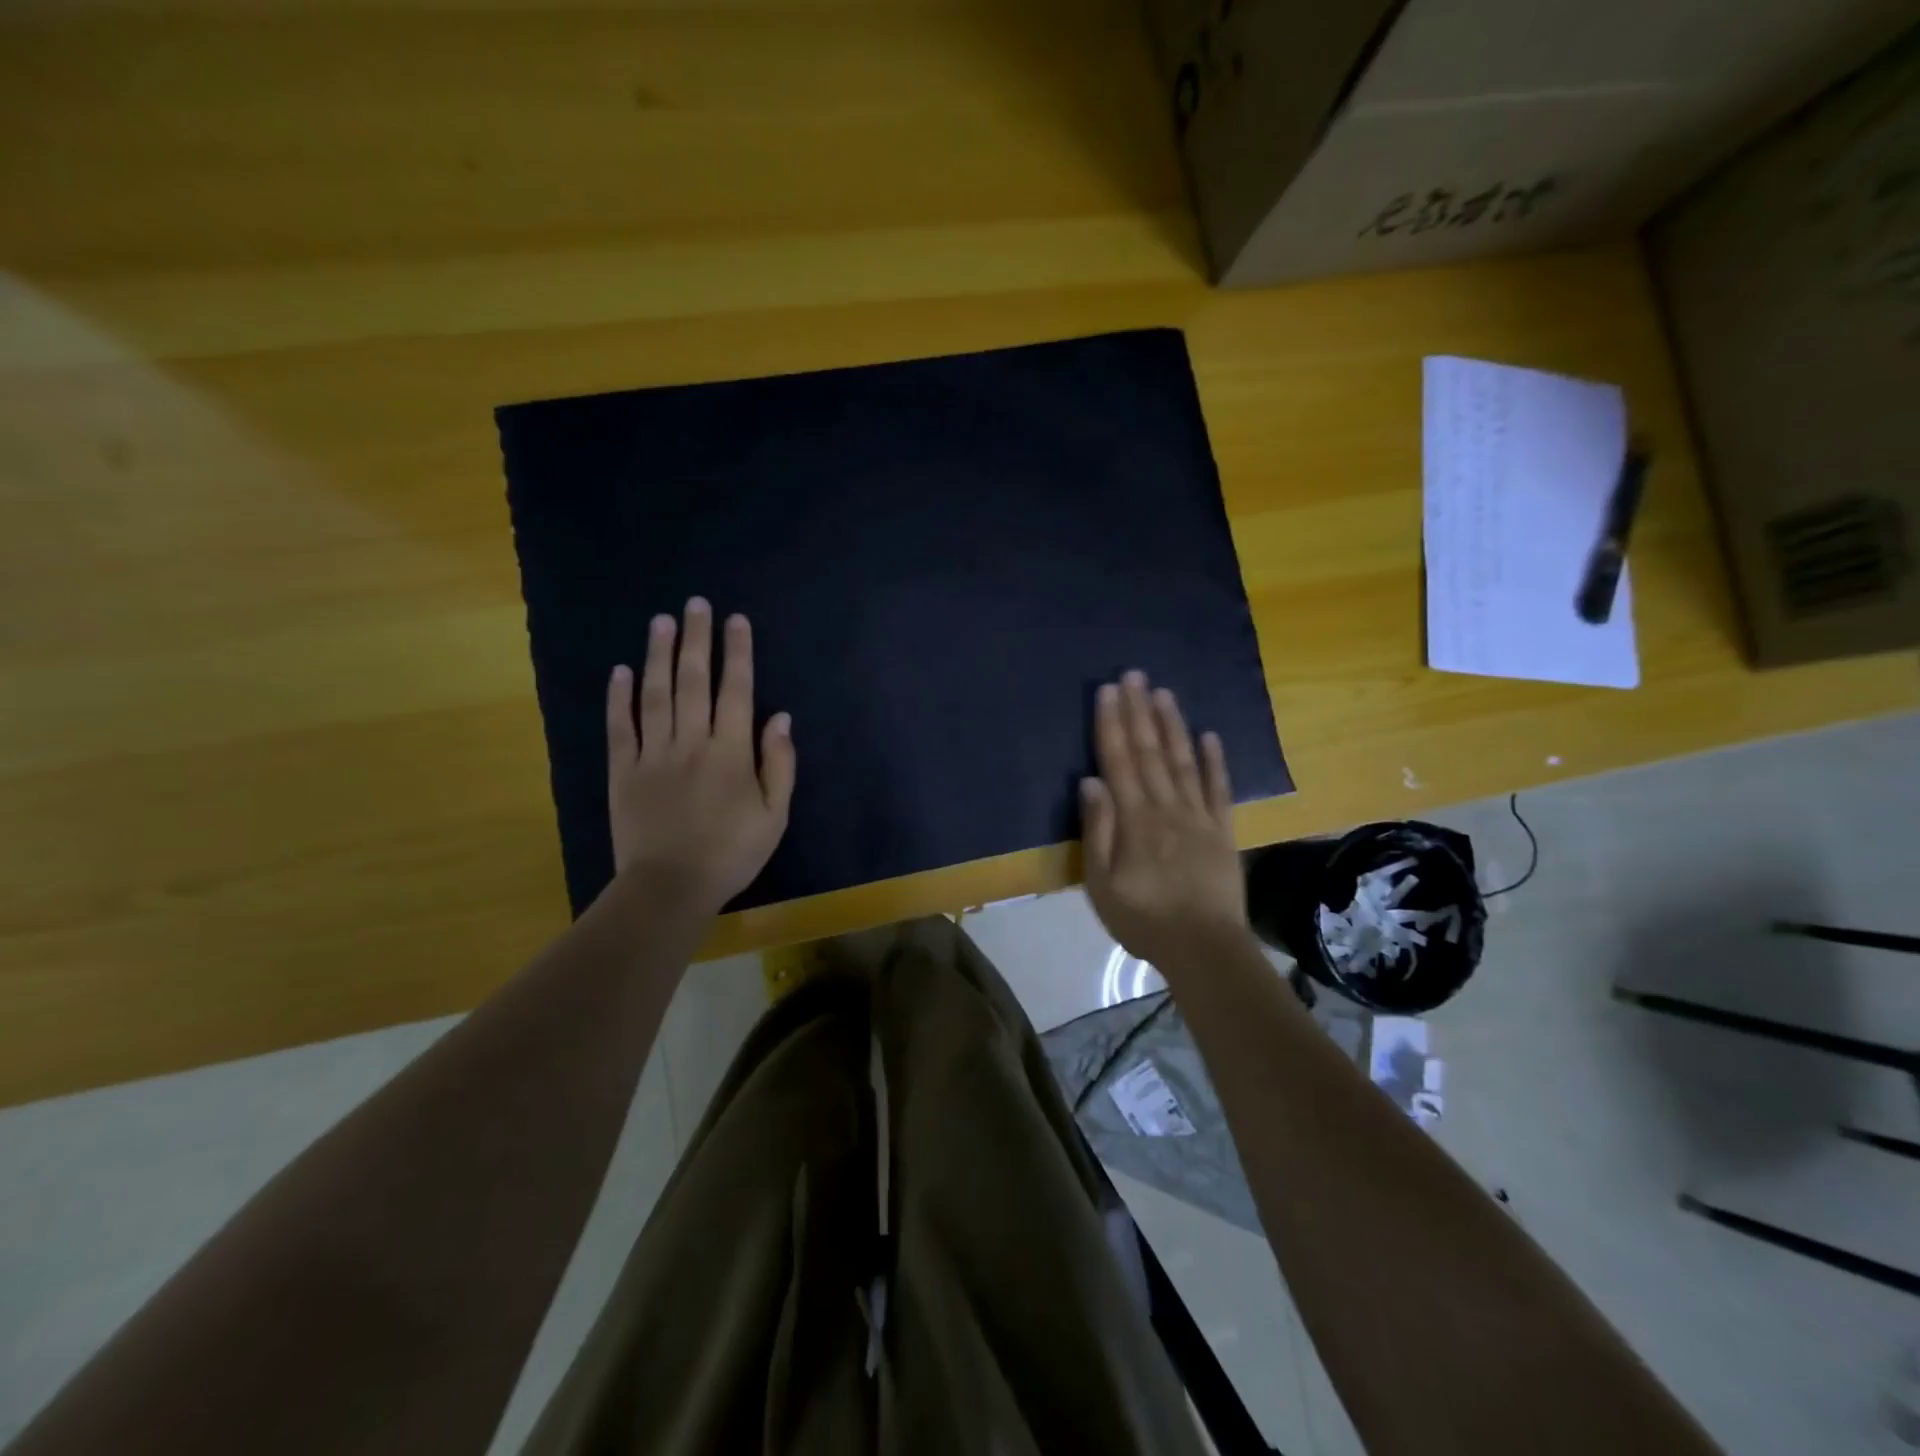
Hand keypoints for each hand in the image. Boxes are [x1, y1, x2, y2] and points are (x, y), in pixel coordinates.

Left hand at [604, 598, 795, 914]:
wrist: (670, 888)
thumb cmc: (731, 853)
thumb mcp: (775, 816)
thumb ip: (780, 764)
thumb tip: (781, 718)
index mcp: (731, 752)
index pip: (736, 691)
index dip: (737, 653)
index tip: (735, 620)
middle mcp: (691, 742)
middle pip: (694, 681)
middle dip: (697, 640)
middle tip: (696, 604)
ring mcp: (652, 754)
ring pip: (656, 694)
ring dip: (659, 655)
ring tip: (661, 621)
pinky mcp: (622, 771)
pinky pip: (620, 727)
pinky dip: (619, 697)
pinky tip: (621, 670)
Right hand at [1079, 671, 1249, 972]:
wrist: (1204, 948)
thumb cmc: (1144, 919)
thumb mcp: (1102, 884)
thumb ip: (1099, 830)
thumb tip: (1091, 781)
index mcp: (1135, 819)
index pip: (1119, 761)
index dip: (1112, 725)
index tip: (1108, 692)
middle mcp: (1167, 807)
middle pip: (1149, 752)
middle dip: (1139, 711)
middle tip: (1134, 675)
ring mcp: (1199, 817)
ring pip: (1183, 761)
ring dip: (1171, 725)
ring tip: (1163, 693)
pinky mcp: (1223, 831)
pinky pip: (1219, 789)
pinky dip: (1214, 761)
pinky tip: (1209, 735)